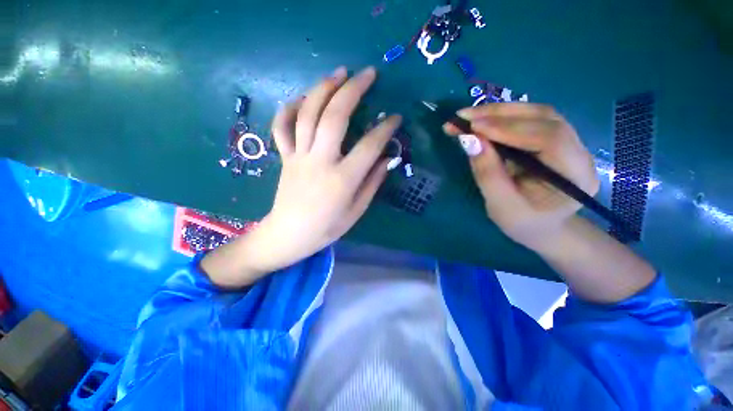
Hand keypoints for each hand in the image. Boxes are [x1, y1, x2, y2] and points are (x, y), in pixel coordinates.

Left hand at [202, 66, 400, 286]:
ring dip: (323, 89)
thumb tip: (385, 159)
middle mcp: (320, 161)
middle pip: (335, 117)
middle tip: (368, 74)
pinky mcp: (285, 157)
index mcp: (342, 179)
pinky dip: (289, 109)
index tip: (396, 118)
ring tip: (339, 74)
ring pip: (308, 114)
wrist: (289, 235)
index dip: (385, 129)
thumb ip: (372, 183)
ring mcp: (299, 156)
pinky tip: (301, 98)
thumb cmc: (326, 228)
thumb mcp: (356, 211)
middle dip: (353, 90)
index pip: (369, 146)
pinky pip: (282, 127)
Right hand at [443, 103, 598, 251]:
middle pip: (543, 118)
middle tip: (462, 117)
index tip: (473, 128)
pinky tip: (482, 122)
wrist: (542, 228)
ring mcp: (568, 142)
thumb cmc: (523, 223)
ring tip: (467, 118)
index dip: (510, 128)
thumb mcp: (501, 206)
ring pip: (535, 114)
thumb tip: (469, 140)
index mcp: (575, 175)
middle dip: (499, 114)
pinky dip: (501, 118)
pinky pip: (528, 120)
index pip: (549, 138)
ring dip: (498, 112)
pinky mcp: (551, 139)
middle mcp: (578, 152)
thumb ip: (487, 173)